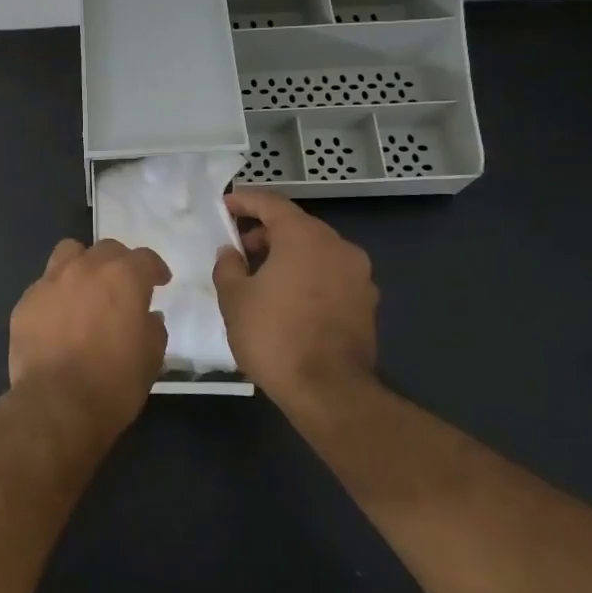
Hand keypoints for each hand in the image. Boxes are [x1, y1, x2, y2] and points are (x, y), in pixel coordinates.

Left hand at [9, 238, 171, 439]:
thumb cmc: (113, 383)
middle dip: (119, 263)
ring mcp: (51, 281)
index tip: (159, 281)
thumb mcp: (151, 358)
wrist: (57, 404)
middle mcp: (86, 269)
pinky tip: (58, 317)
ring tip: (86, 287)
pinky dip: (56, 294)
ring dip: (82, 264)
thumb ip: (152, 328)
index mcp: (123, 278)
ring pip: (69, 253)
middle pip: (106, 249)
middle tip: (123, 286)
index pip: (144, 258)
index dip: (154, 269)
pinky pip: (44, 285)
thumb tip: (148, 316)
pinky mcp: (26, 301)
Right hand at [212, 190, 378, 407]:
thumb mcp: (234, 298)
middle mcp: (338, 246)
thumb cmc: (273, 336)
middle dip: (266, 232)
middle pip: (297, 226)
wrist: (328, 391)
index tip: (225, 206)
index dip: (245, 201)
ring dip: (288, 255)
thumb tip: (231, 252)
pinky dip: (308, 275)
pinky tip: (288, 298)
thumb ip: (228, 266)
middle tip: (239, 249)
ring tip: (261, 276)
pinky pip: (331, 275)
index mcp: (304, 237)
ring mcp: (359, 275)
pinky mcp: (367, 302)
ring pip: (316, 251)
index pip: (272, 204)